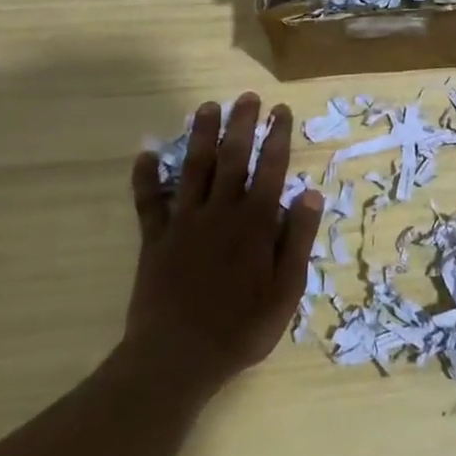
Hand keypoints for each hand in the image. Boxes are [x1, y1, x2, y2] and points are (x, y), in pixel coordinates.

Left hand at [126, 94, 323, 393]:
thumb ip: (298, 238)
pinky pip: (148, 202)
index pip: (271, 168)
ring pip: (193, 169)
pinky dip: (145, 177)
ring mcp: (184, 223)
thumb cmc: (241, 328)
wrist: (176, 358)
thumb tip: (310, 192)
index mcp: (255, 223)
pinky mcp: (155, 240)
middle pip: (232, 157)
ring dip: (200, 136)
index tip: (281, 110)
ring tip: (206, 107)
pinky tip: (145, 154)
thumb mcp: (286, 289)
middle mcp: (220, 212)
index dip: (277, 136)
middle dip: (241, 124)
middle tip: (247, 97)